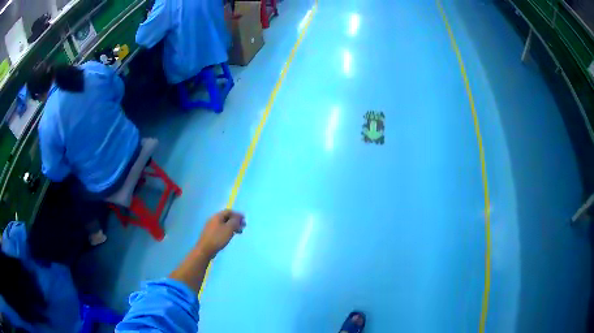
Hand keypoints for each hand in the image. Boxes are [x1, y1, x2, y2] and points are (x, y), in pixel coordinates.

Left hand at [196, 210, 244, 258]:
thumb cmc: (218, 238)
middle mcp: (213, 219)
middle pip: (226, 217)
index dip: (237, 214)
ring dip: (232, 226)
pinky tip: (230, 236)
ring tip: (238, 232)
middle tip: (243, 226)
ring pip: (224, 224)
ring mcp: (211, 226)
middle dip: (235, 221)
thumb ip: (235, 222)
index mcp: (217, 216)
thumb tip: (238, 217)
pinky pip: (221, 229)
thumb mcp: (229, 229)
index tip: (244, 219)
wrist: (205, 249)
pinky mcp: (211, 233)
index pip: (229, 211)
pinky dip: (227, 230)